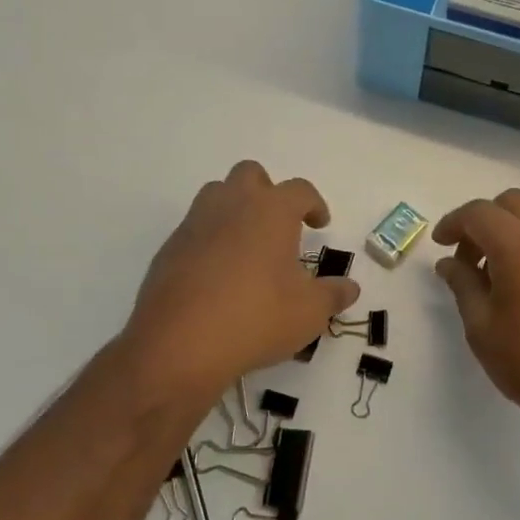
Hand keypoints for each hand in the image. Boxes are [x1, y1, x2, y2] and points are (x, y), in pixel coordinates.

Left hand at [123, 162, 359, 406]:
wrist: (179, 345)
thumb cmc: (256, 318)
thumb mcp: (309, 313)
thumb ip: (333, 295)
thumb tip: (350, 288)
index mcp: (272, 210)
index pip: (300, 190)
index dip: (314, 204)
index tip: (320, 224)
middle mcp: (232, 205)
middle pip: (250, 174)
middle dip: (268, 192)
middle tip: (279, 226)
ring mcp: (195, 223)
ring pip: (217, 195)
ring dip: (235, 209)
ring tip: (248, 245)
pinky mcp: (169, 248)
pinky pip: (195, 229)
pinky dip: (210, 239)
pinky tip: (218, 275)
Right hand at [434, 189, 519, 446]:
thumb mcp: (482, 329)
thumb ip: (463, 285)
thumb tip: (450, 262)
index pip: (480, 213)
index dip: (453, 223)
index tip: (440, 244)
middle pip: (512, 203)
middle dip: (484, 220)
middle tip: (469, 258)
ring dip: (511, 235)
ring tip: (498, 280)